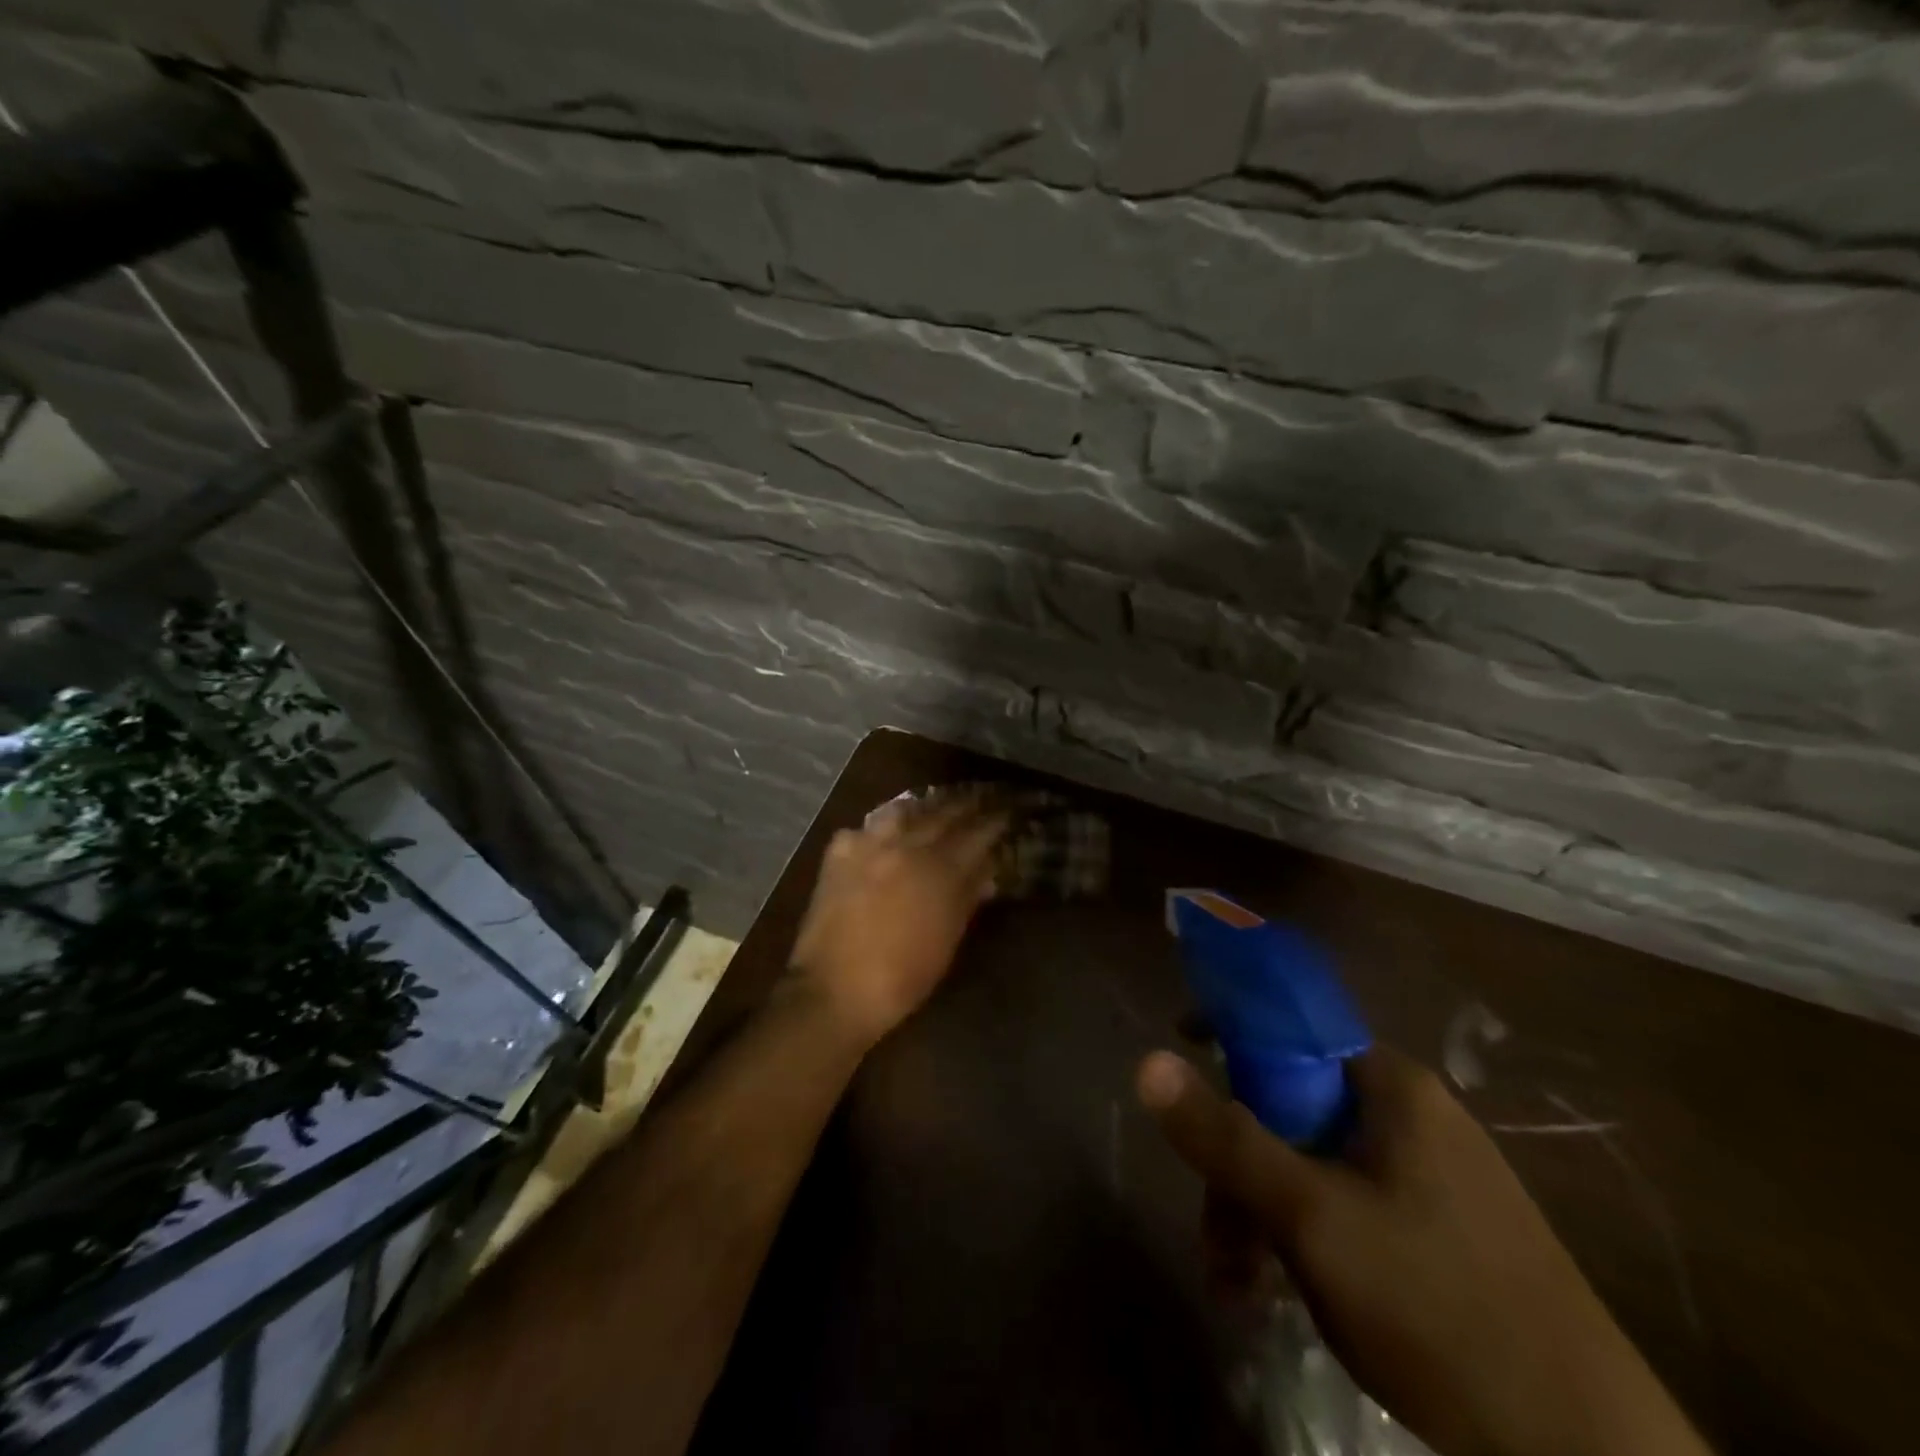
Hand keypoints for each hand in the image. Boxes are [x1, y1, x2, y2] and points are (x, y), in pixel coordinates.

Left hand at [789, 794, 1006, 1048]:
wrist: (834, 990)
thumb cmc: (902, 977)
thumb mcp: (947, 940)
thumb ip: (967, 897)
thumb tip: (987, 868)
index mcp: (940, 869)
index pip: (978, 832)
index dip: (997, 819)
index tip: (1010, 809)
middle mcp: (906, 846)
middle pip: (944, 813)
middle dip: (968, 804)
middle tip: (983, 799)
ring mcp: (869, 844)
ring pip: (904, 810)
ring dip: (925, 808)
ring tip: (937, 808)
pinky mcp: (839, 852)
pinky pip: (866, 826)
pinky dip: (882, 827)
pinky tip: (886, 834)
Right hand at [1136, 1045, 1711, 1455]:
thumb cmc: (1439, 1306)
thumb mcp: (1312, 1218)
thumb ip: (1225, 1137)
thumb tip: (1147, 1062)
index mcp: (1392, 1086)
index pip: (1290, 1024)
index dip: (1228, 1035)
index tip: (1182, 1057)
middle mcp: (1413, 1115)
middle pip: (1294, 1106)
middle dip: (1241, 1163)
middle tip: (1214, 1233)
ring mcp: (1432, 1176)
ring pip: (1316, 1163)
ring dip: (1264, 1213)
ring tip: (1237, 1282)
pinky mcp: (1442, 1233)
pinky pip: (1348, 1206)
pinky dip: (1305, 1240)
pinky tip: (1279, 1294)